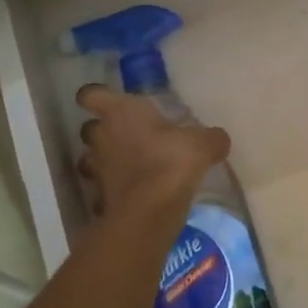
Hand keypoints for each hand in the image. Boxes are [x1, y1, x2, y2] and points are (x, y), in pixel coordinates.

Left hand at [77, 84, 229, 223]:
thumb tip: (218, 138)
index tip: (109, 101)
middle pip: (89, 127)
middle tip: (128, 134)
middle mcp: (101, 137)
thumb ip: (211, 137)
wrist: (148, 213)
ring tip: (128, 165)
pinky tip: (132, 194)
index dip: (96, 96)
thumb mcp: (203, 144)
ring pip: (90, 159)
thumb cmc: (171, 162)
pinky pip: (102, 189)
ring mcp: (96, 169)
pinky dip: (112, 190)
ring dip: (104, 161)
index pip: (92, 94)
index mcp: (121, 112)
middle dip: (103, 130)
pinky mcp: (99, 198)